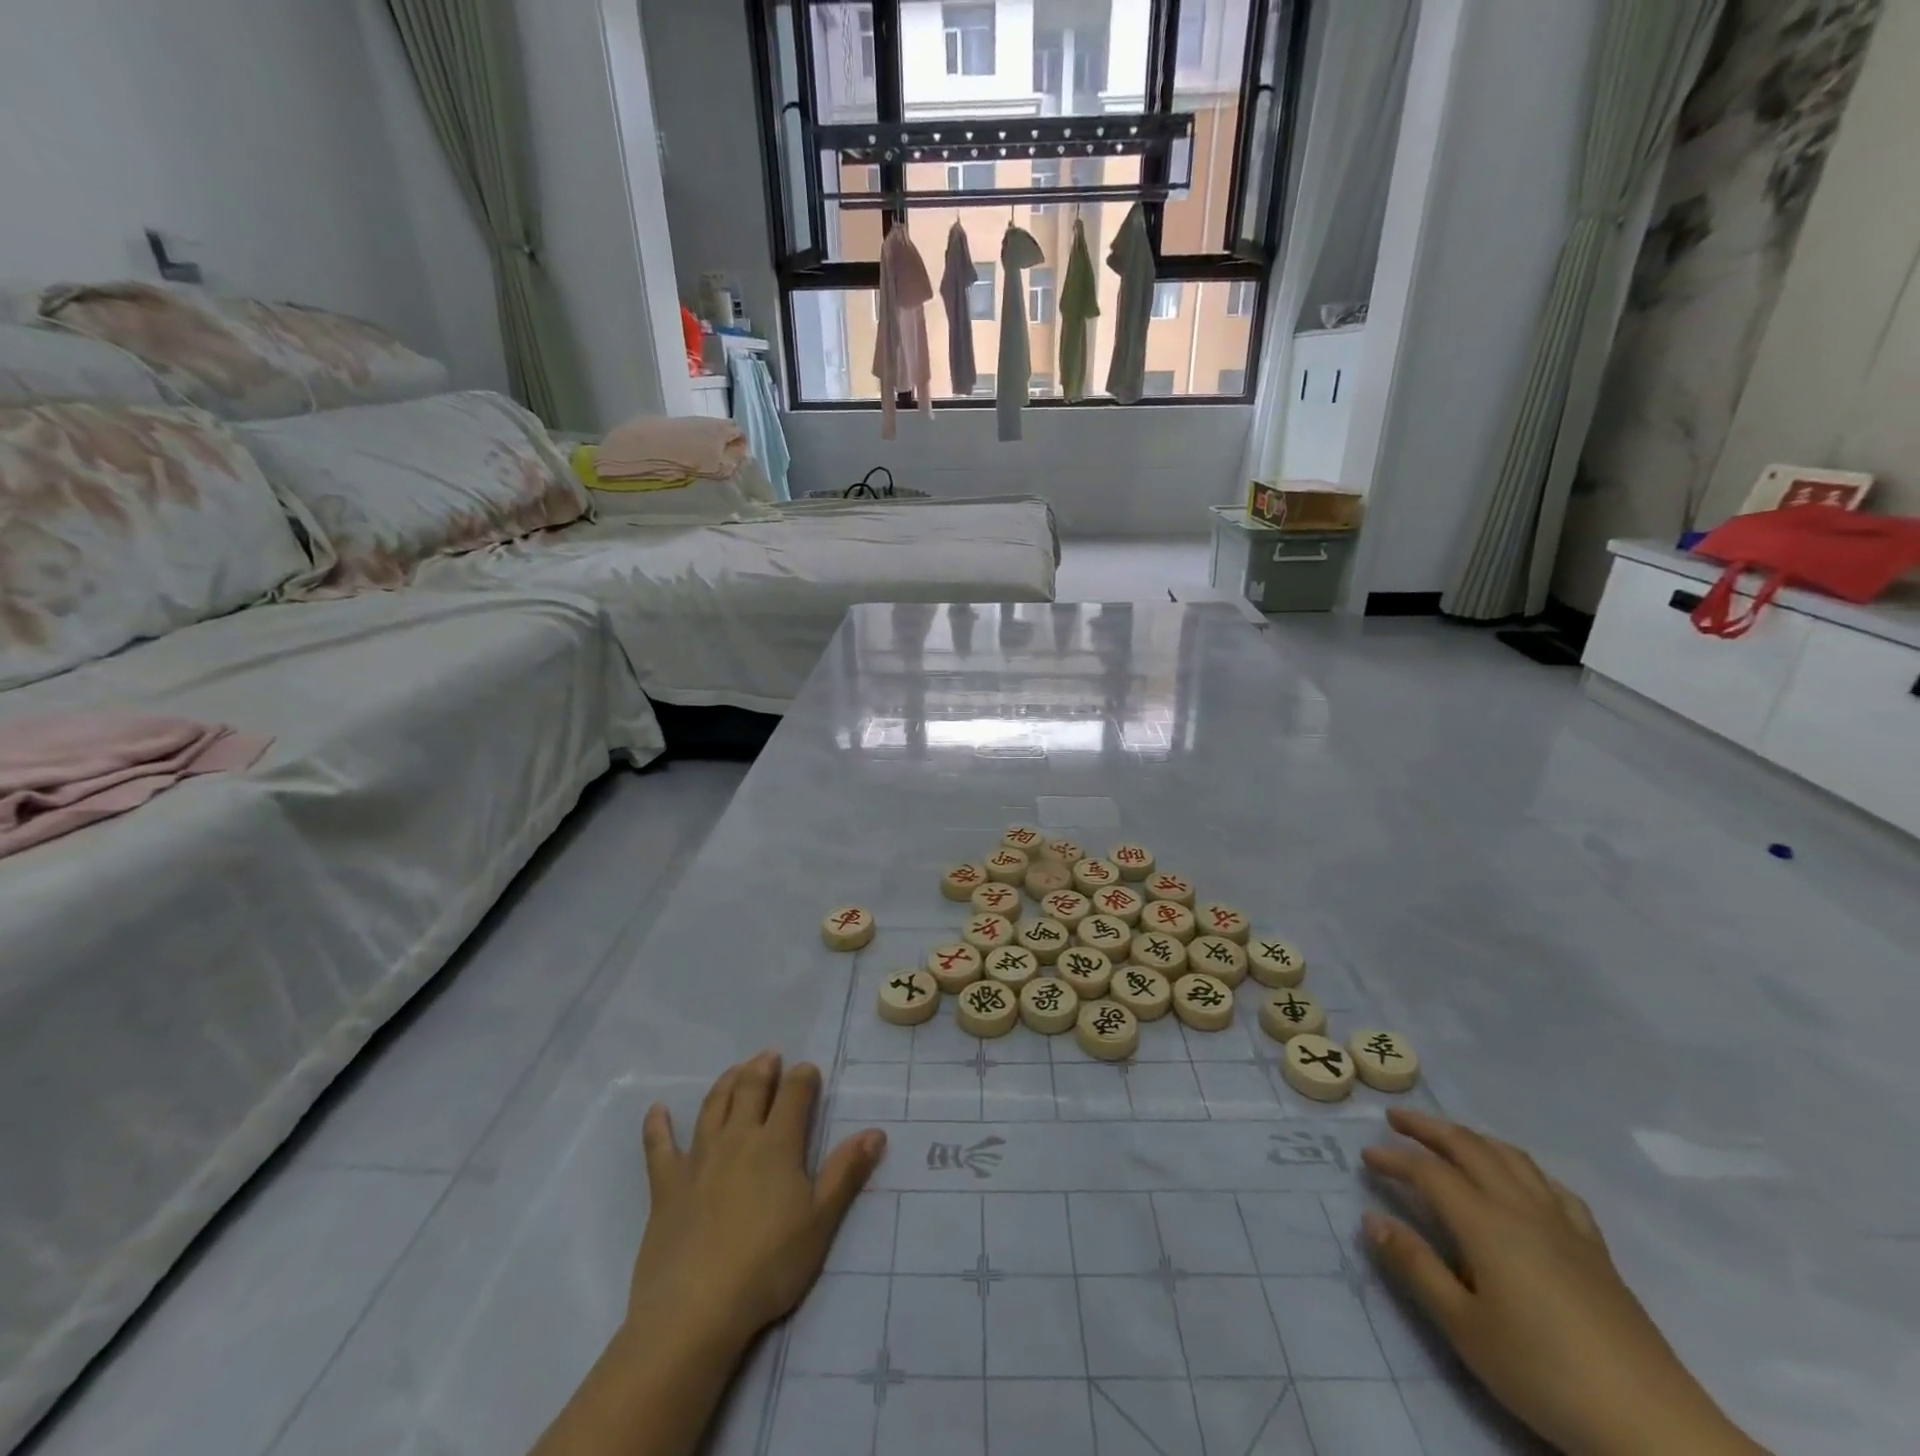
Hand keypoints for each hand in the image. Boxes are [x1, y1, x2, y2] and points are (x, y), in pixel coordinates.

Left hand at [629, 1053, 885, 1352]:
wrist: (696, 1311)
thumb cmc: (768, 1266)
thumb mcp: (820, 1222)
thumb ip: (846, 1173)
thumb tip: (876, 1132)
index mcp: (777, 1144)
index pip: (795, 1094)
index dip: (803, 1077)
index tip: (809, 1070)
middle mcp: (738, 1139)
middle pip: (751, 1089)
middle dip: (764, 1068)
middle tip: (770, 1056)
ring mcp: (699, 1159)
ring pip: (713, 1106)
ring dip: (726, 1082)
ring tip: (736, 1069)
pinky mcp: (666, 1186)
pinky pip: (659, 1147)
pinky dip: (658, 1126)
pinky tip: (658, 1110)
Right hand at [1362, 1108, 1766, 1455]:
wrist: (1653, 1425)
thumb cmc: (1544, 1373)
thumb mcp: (1464, 1327)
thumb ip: (1416, 1267)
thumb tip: (1372, 1218)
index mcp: (1485, 1223)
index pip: (1428, 1172)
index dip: (1393, 1158)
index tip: (1365, 1155)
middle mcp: (1521, 1208)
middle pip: (1469, 1148)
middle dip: (1428, 1128)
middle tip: (1396, 1118)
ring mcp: (1564, 1225)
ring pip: (1512, 1158)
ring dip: (1473, 1138)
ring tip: (1450, 1138)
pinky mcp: (1595, 1249)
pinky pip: (1554, 1188)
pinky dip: (1524, 1169)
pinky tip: (1521, 1181)